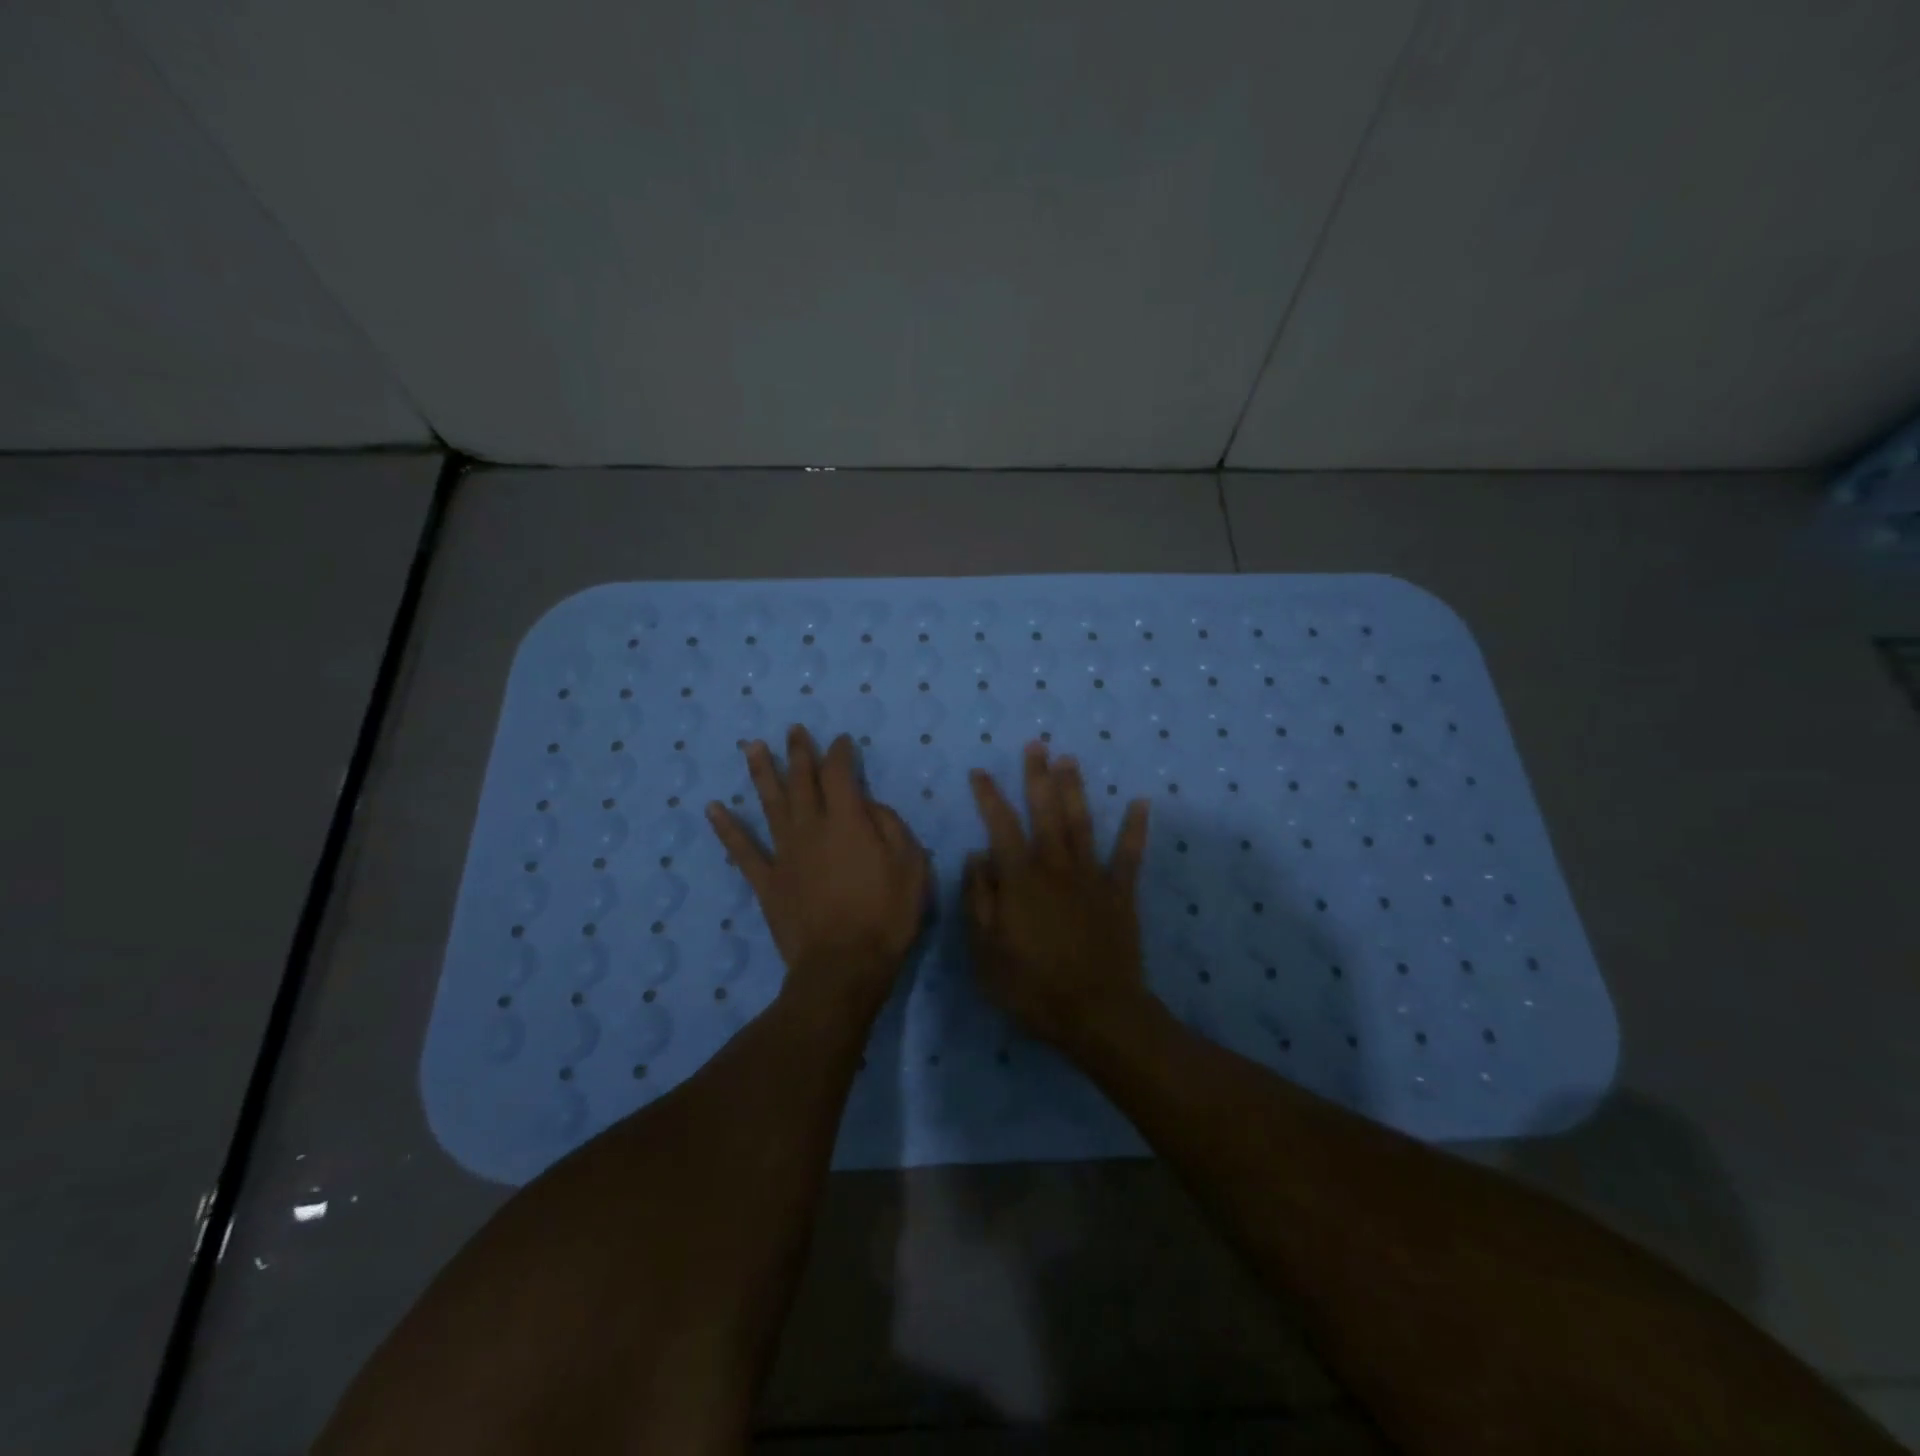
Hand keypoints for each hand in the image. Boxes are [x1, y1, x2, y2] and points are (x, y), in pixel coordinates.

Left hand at [707, 726, 929, 1014]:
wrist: (844, 966)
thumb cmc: (886, 916)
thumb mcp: (911, 867)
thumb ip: (892, 827)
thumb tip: (870, 806)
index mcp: (847, 821)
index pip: (840, 774)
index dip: (840, 753)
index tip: (841, 740)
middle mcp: (811, 827)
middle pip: (802, 781)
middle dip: (799, 753)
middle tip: (793, 730)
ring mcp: (784, 853)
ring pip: (770, 804)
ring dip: (761, 773)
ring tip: (752, 746)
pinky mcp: (767, 881)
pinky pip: (743, 850)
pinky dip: (726, 828)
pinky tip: (713, 808)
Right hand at [963, 742, 1152, 1048]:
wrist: (1097, 1014)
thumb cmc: (1032, 987)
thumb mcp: (985, 951)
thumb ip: (979, 899)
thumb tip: (976, 856)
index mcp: (1020, 879)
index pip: (1001, 827)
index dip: (989, 797)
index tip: (980, 772)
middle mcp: (1055, 867)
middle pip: (1045, 812)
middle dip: (1038, 776)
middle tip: (1036, 745)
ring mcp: (1092, 878)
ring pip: (1081, 823)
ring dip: (1075, 789)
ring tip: (1070, 759)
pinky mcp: (1120, 894)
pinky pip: (1129, 855)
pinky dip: (1135, 828)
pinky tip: (1141, 802)